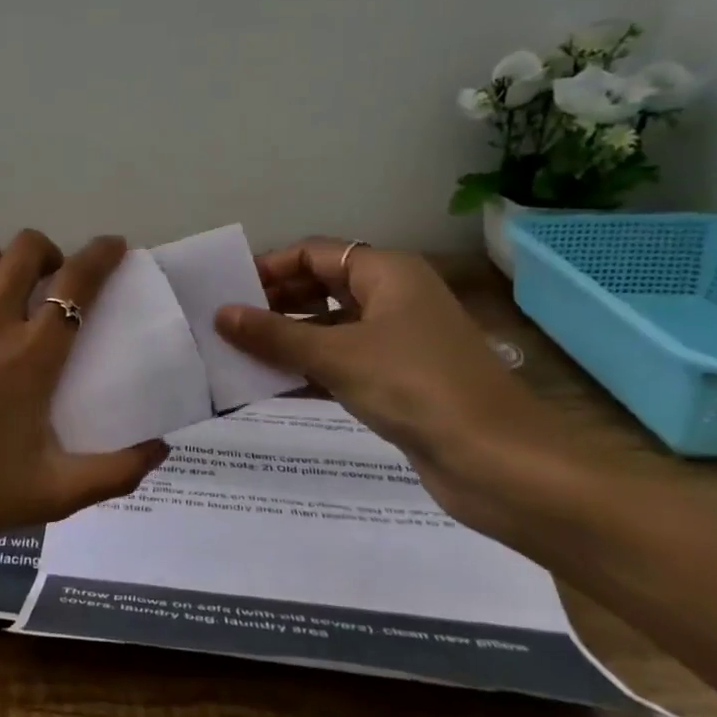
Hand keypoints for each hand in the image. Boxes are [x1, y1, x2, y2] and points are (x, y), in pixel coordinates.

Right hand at [216, 238, 575, 546]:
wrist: (496, 462)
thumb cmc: (414, 387)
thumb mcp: (336, 355)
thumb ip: (274, 334)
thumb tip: (220, 314)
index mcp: (386, 273)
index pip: (314, 253)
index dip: (269, 267)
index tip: (226, 291)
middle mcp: (392, 298)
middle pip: (320, 287)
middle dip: (273, 304)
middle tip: (225, 324)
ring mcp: (396, 342)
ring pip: (328, 328)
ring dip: (285, 340)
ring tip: (235, 354)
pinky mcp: (396, 382)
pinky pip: (339, 364)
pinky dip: (306, 370)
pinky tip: (267, 385)